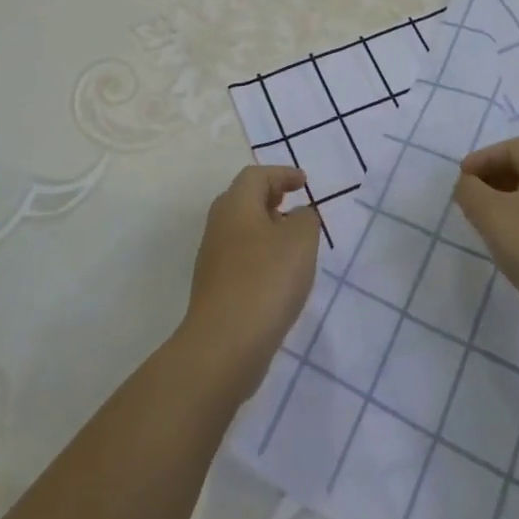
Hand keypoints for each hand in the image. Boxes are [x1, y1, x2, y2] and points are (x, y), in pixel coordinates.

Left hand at [179, 165, 321, 399]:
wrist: (225, 345)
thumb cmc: (266, 280)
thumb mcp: (301, 241)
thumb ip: (306, 219)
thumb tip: (298, 215)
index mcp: (236, 205)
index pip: (256, 176)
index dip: (282, 174)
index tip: (304, 183)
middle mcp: (219, 225)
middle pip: (244, 199)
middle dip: (271, 198)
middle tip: (295, 205)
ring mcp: (213, 258)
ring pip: (241, 230)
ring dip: (267, 229)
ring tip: (294, 243)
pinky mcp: (215, 288)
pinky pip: (241, 257)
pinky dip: (261, 255)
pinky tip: (279, 276)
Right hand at [454, 137, 518, 348]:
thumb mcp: (489, 212)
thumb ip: (470, 190)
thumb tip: (467, 184)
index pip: (516, 146)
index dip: (486, 156)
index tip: (463, 177)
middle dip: (494, 177)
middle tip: (470, 196)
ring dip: (506, 202)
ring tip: (483, 221)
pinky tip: (507, 245)